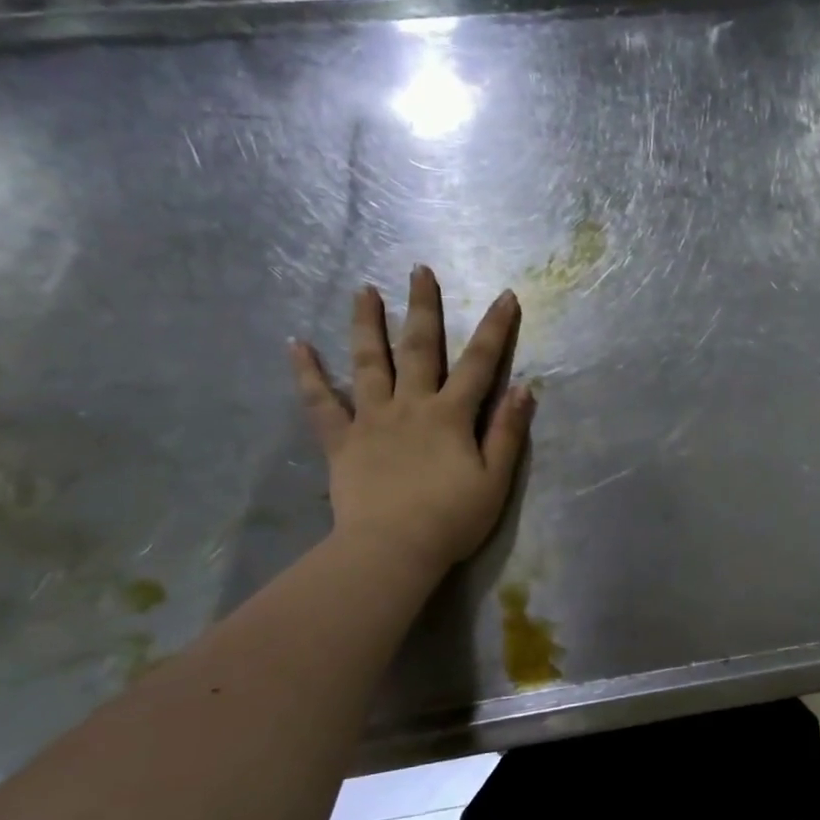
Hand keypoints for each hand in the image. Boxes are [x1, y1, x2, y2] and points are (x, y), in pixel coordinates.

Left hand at [291, 267, 533, 574]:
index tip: (505, 295)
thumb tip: (524, 387)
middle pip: (419, 348)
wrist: (392, 550)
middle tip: (419, 270)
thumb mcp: (495, 480)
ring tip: (363, 291)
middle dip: (423, 308)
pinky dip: (307, 374)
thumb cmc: (452, 519)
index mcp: (451, 415)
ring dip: (367, 324)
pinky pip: (321, 403)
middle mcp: (411, 406)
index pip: (480, 363)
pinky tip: (296, 345)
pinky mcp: (342, 442)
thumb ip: (508, 432)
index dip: (495, 329)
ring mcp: (372, 420)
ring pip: (368, 363)